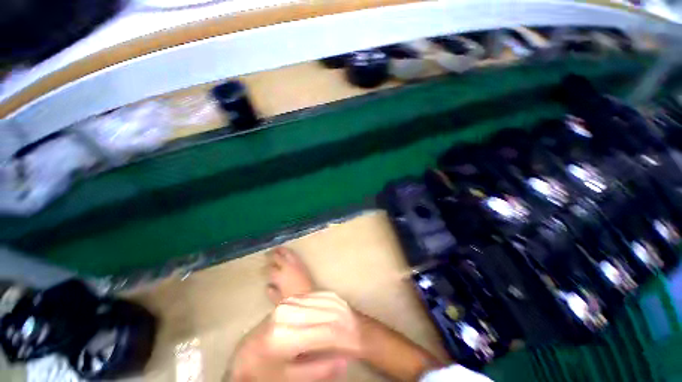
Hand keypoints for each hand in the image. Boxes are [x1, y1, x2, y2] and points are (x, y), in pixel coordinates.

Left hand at [229, 292, 361, 380]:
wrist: (246, 354)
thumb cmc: (266, 371)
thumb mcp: (291, 378)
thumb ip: (318, 371)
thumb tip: (345, 360)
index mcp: (284, 336)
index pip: (323, 333)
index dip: (342, 338)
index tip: (353, 345)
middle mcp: (286, 314)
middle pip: (324, 314)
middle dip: (341, 324)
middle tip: (352, 333)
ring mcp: (286, 303)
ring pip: (320, 302)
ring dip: (334, 311)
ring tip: (345, 321)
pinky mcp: (288, 299)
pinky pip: (312, 297)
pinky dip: (325, 303)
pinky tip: (332, 308)